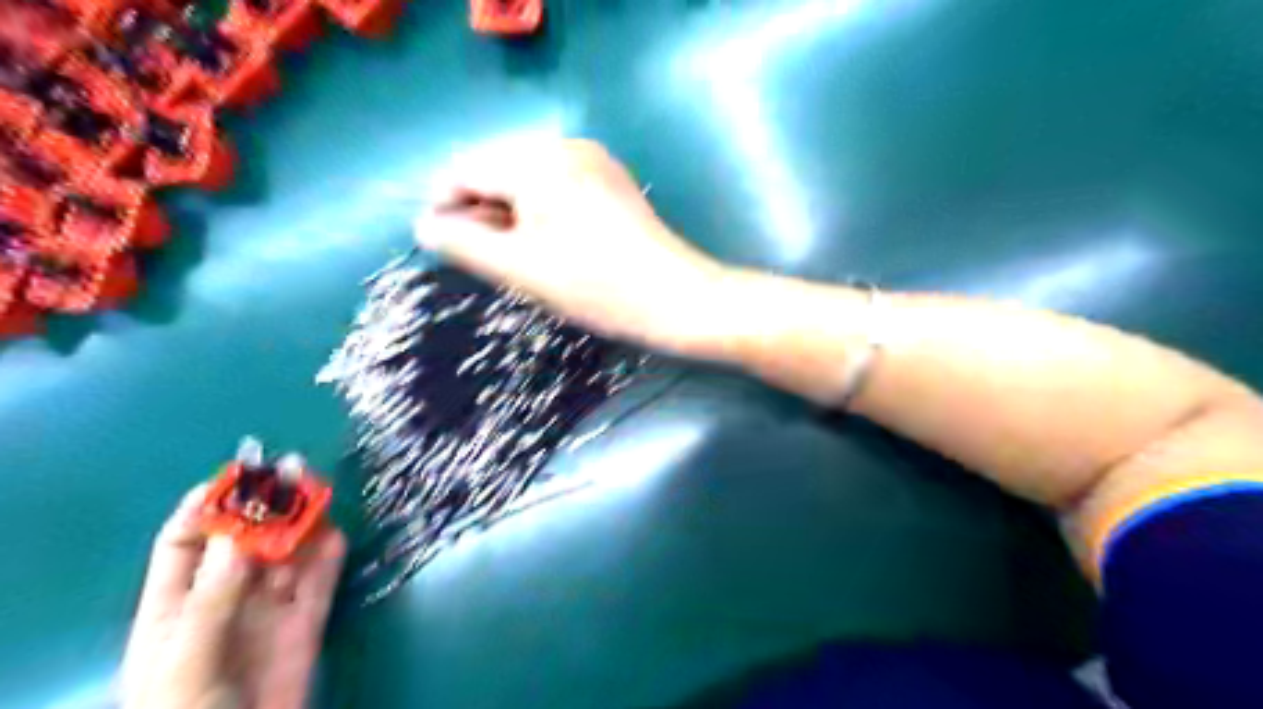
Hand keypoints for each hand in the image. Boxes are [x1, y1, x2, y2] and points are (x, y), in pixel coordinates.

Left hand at [120, 483, 341, 708]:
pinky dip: (330, 556)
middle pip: (246, 540)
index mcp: (177, 605)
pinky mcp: (307, 622)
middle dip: (267, 505)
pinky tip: (337, 534)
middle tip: (294, 470)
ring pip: (288, 554)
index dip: (208, 506)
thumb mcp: (187, 655)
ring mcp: (269, 609)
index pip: (186, 542)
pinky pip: (321, 581)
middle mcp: (226, 598)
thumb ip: (214, 595)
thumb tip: (237, 531)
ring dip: (303, 523)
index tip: (238, 474)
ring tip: (320, 491)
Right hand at [415, 137, 730, 353]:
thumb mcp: (520, 268)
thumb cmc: (596, 287)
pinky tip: (548, 246)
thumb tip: (425, 225)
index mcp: (537, 160)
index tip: (440, 246)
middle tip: (484, 261)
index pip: (466, 169)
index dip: (444, 205)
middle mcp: (565, 146)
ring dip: (510, 214)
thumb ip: (464, 243)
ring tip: (516, 260)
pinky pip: (558, 187)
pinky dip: (541, 213)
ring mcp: (593, 161)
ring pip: (528, 180)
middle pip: (497, 170)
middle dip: (481, 211)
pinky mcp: (611, 181)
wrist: (677, 298)